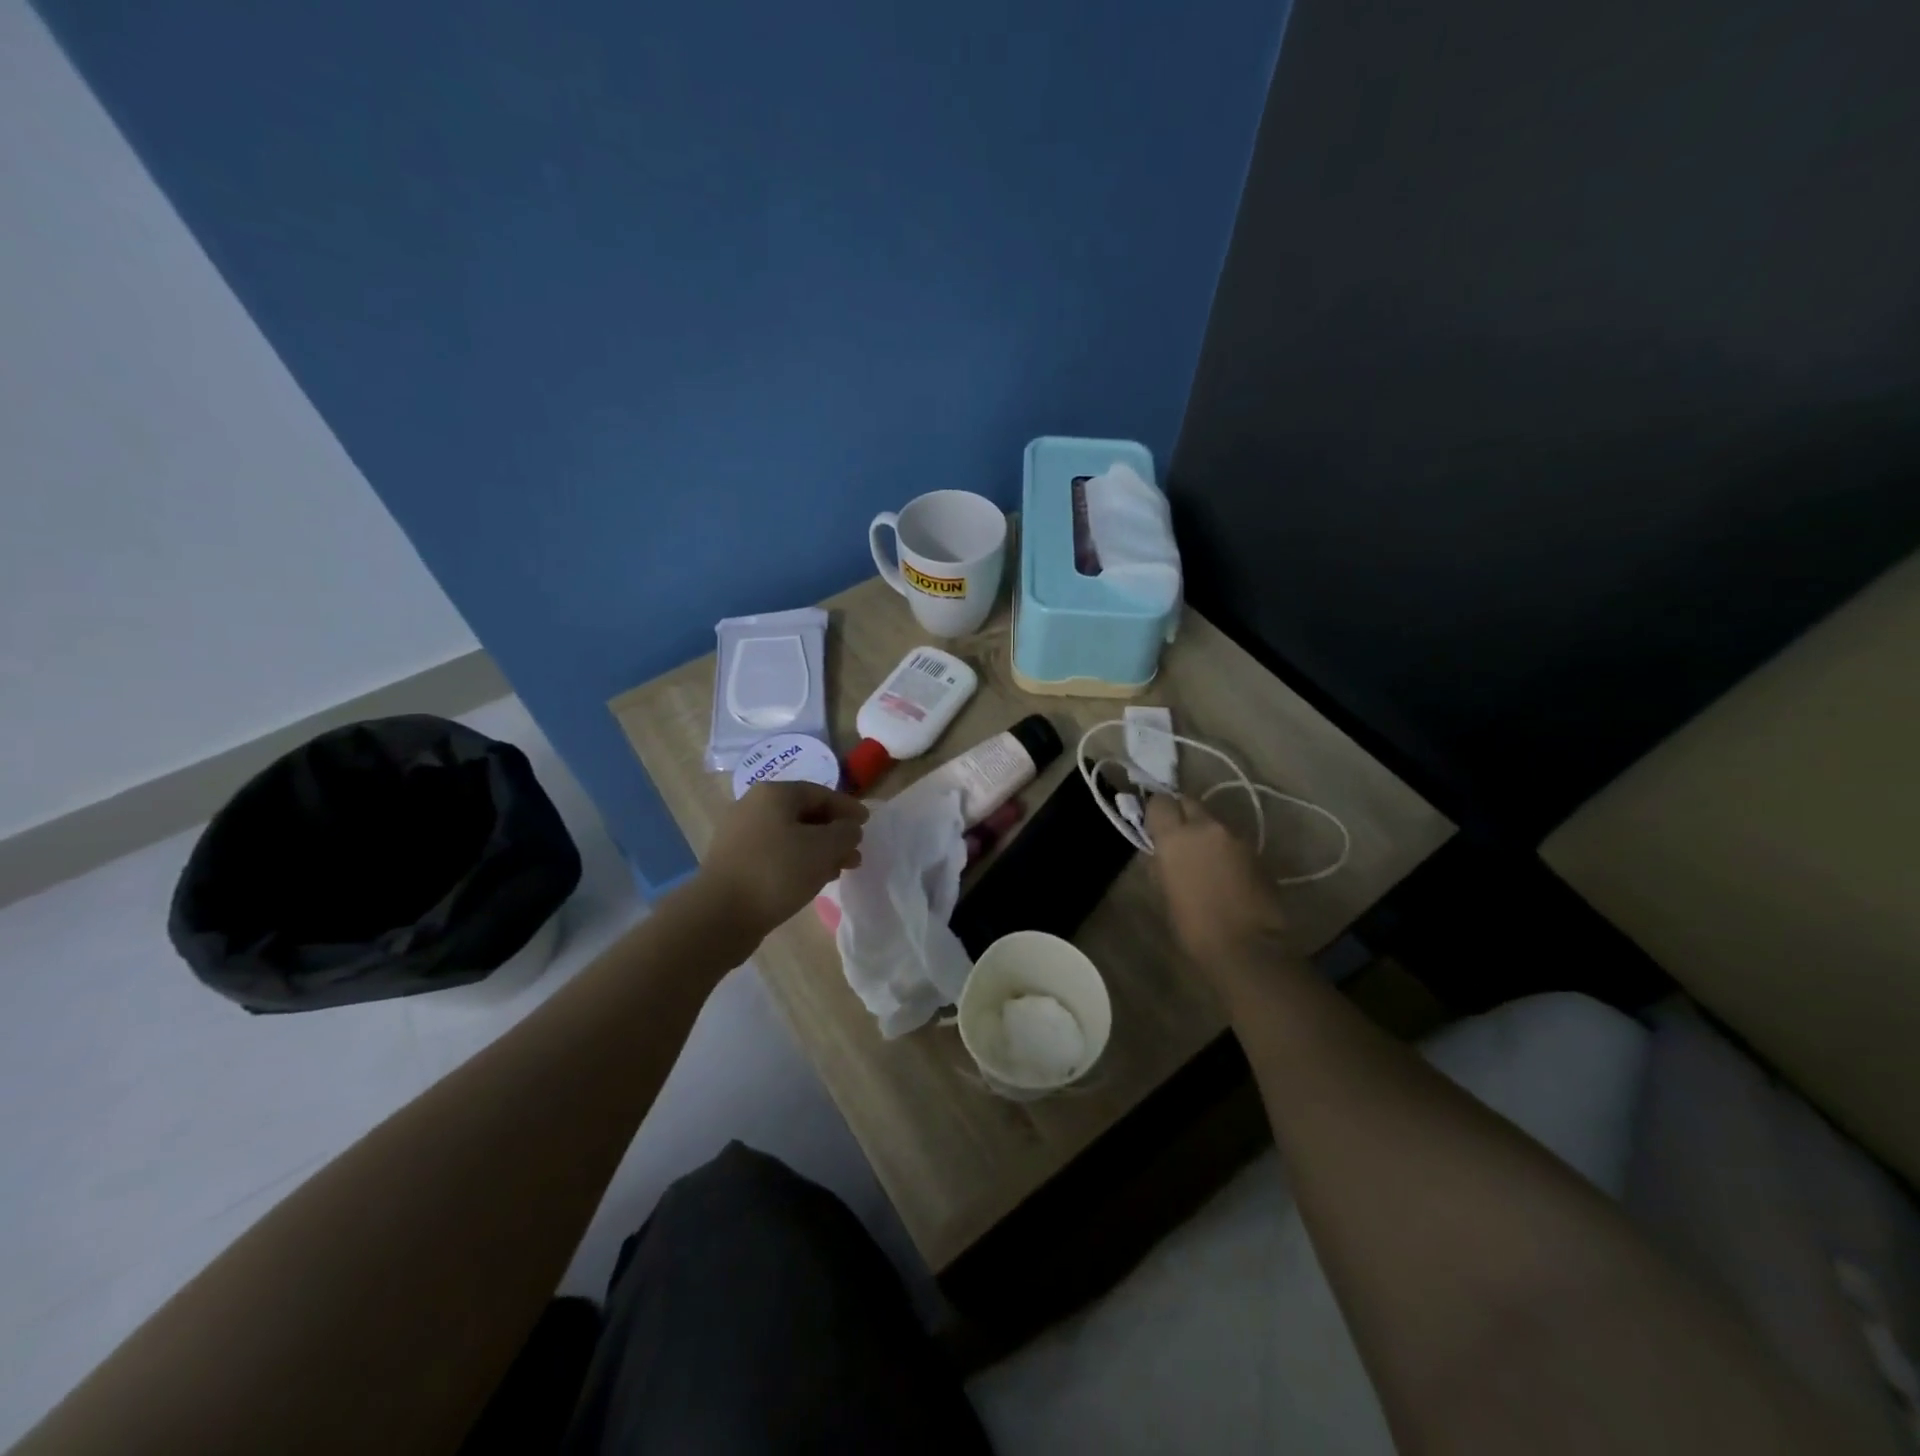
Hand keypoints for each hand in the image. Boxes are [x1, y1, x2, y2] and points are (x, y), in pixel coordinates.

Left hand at [697, 781, 868, 941]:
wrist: (719, 914)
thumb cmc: (777, 872)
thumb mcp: (824, 848)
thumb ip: (845, 833)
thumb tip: (849, 829)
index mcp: (774, 794)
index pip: (820, 793)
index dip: (847, 807)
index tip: (867, 823)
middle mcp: (753, 807)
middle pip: (804, 814)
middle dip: (833, 833)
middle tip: (855, 852)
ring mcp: (739, 835)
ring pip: (790, 836)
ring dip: (818, 851)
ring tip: (839, 870)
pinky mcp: (734, 862)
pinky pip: (774, 854)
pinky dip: (797, 862)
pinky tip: (811, 881)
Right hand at [1146, 795, 1288, 975]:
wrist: (1248, 948)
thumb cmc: (1194, 927)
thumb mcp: (1163, 894)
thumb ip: (1159, 864)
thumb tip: (1157, 851)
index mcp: (1175, 837)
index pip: (1160, 802)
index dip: (1155, 811)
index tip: (1153, 826)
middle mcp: (1206, 827)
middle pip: (1189, 803)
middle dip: (1181, 814)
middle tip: (1177, 837)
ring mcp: (1235, 837)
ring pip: (1213, 822)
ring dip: (1204, 832)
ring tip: (1202, 858)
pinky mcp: (1257, 851)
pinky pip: (1232, 839)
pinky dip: (1224, 848)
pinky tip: (1224, 872)